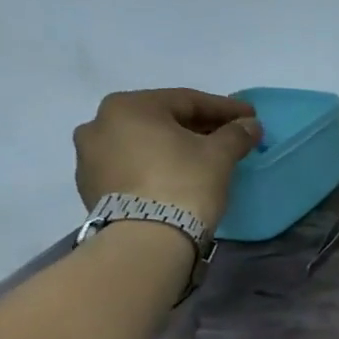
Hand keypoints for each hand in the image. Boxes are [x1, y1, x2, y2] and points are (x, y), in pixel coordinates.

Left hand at [72, 88, 262, 231]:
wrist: (145, 238)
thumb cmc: (184, 183)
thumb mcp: (219, 155)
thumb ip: (236, 134)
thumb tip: (250, 125)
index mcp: (128, 107)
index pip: (187, 100)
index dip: (224, 108)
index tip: (250, 116)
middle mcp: (99, 123)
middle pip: (162, 120)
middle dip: (198, 127)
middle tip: (228, 136)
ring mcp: (88, 156)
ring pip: (143, 143)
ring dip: (173, 146)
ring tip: (201, 159)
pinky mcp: (90, 186)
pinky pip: (131, 166)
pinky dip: (155, 166)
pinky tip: (176, 177)